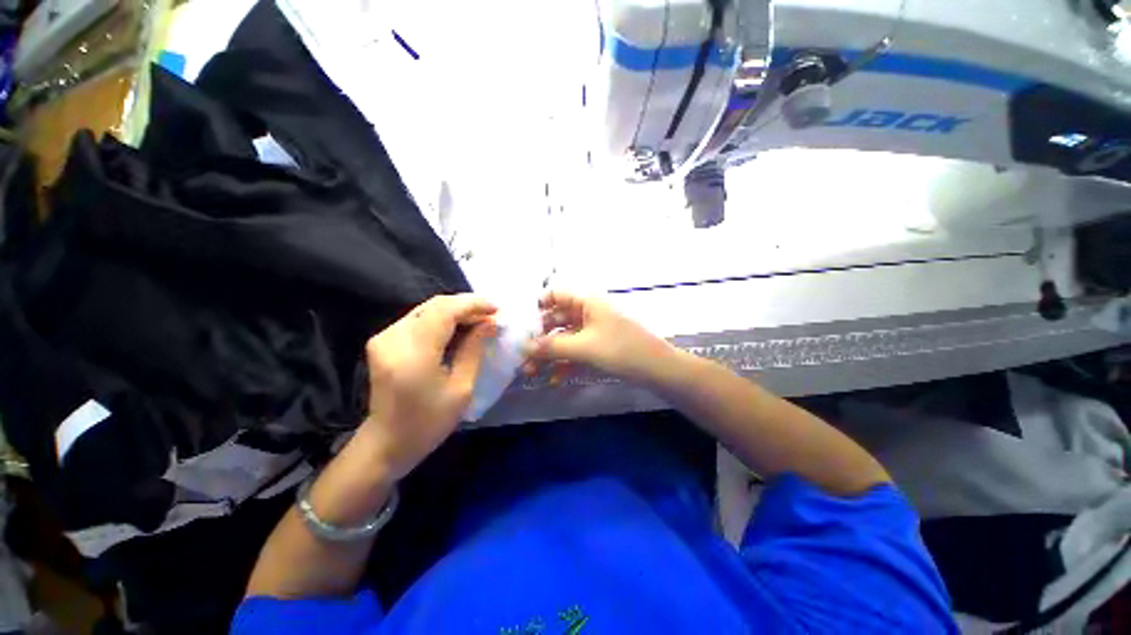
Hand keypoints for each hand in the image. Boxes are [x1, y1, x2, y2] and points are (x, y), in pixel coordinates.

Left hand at [361, 294, 496, 479]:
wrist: (387, 442)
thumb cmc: (429, 422)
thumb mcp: (461, 388)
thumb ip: (474, 349)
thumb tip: (490, 323)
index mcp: (413, 354)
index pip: (445, 311)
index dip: (473, 304)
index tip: (496, 309)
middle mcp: (393, 338)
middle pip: (435, 305)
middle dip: (466, 305)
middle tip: (491, 314)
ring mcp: (384, 337)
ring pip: (427, 309)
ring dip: (456, 310)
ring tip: (480, 319)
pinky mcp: (383, 340)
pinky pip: (419, 318)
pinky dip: (442, 318)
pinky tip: (459, 326)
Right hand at [527, 291, 675, 382]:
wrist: (658, 370)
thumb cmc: (622, 350)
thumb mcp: (584, 347)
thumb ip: (552, 346)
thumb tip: (522, 347)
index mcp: (586, 302)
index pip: (555, 295)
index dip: (536, 307)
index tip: (520, 326)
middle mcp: (588, 312)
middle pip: (556, 320)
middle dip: (539, 339)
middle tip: (522, 357)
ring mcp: (594, 330)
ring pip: (565, 338)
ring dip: (549, 354)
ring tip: (531, 373)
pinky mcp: (599, 347)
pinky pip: (576, 351)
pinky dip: (565, 362)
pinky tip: (554, 379)